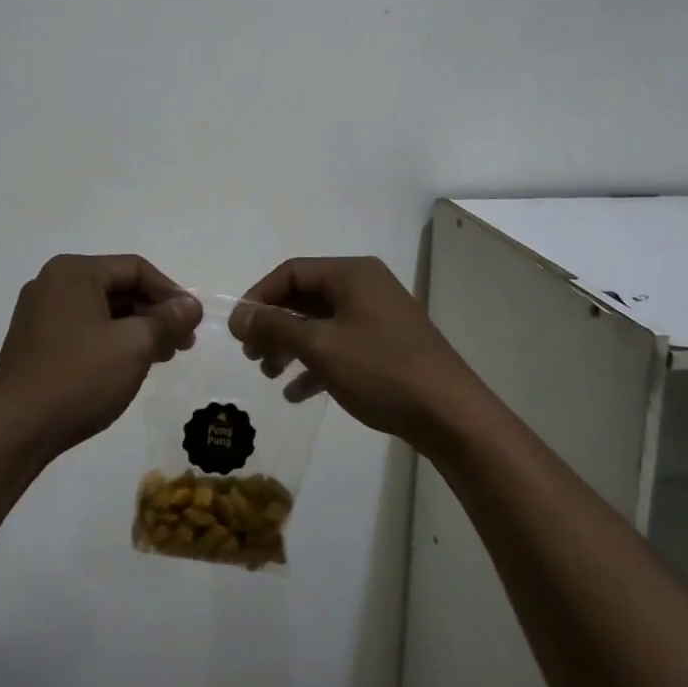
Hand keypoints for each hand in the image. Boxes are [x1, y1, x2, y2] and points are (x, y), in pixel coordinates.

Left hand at [0, 254, 201, 461]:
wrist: (13, 432)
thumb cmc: (78, 378)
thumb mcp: (134, 346)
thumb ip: (168, 320)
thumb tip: (192, 305)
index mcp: (74, 272)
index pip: (136, 269)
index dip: (171, 293)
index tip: (193, 321)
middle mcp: (53, 283)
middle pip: (118, 288)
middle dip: (155, 314)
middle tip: (183, 342)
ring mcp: (39, 313)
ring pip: (102, 311)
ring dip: (136, 329)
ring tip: (164, 356)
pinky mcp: (34, 341)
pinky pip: (84, 329)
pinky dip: (112, 341)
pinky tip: (131, 364)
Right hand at [230, 256, 482, 449]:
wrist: (450, 414)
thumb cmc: (381, 370)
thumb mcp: (321, 347)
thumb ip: (276, 326)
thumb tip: (240, 314)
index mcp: (352, 273)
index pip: (292, 272)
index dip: (259, 297)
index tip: (237, 330)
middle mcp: (365, 287)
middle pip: (306, 297)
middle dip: (274, 325)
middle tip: (251, 354)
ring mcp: (378, 317)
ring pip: (321, 324)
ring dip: (291, 346)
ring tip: (269, 373)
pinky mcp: (386, 346)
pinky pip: (341, 345)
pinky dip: (316, 364)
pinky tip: (297, 394)